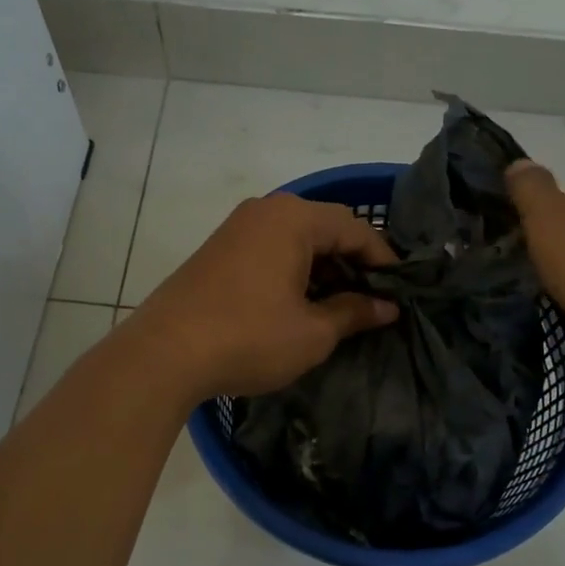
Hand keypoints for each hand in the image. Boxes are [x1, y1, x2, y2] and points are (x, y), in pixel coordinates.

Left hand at [126, 193, 400, 401]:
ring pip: (296, 240)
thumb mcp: (312, 332)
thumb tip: (387, 307)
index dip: (383, 261)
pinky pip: (269, 250)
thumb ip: (354, 313)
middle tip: (371, 302)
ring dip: (322, 269)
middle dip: (352, 264)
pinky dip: (293, 271)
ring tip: (338, 308)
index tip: (400, 293)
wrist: (164, 354)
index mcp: (293, 218)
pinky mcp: (217, 250)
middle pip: (325, 228)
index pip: (355, 230)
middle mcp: (265, 211)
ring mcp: (236, 228)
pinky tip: (298, 305)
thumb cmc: (249, 338)